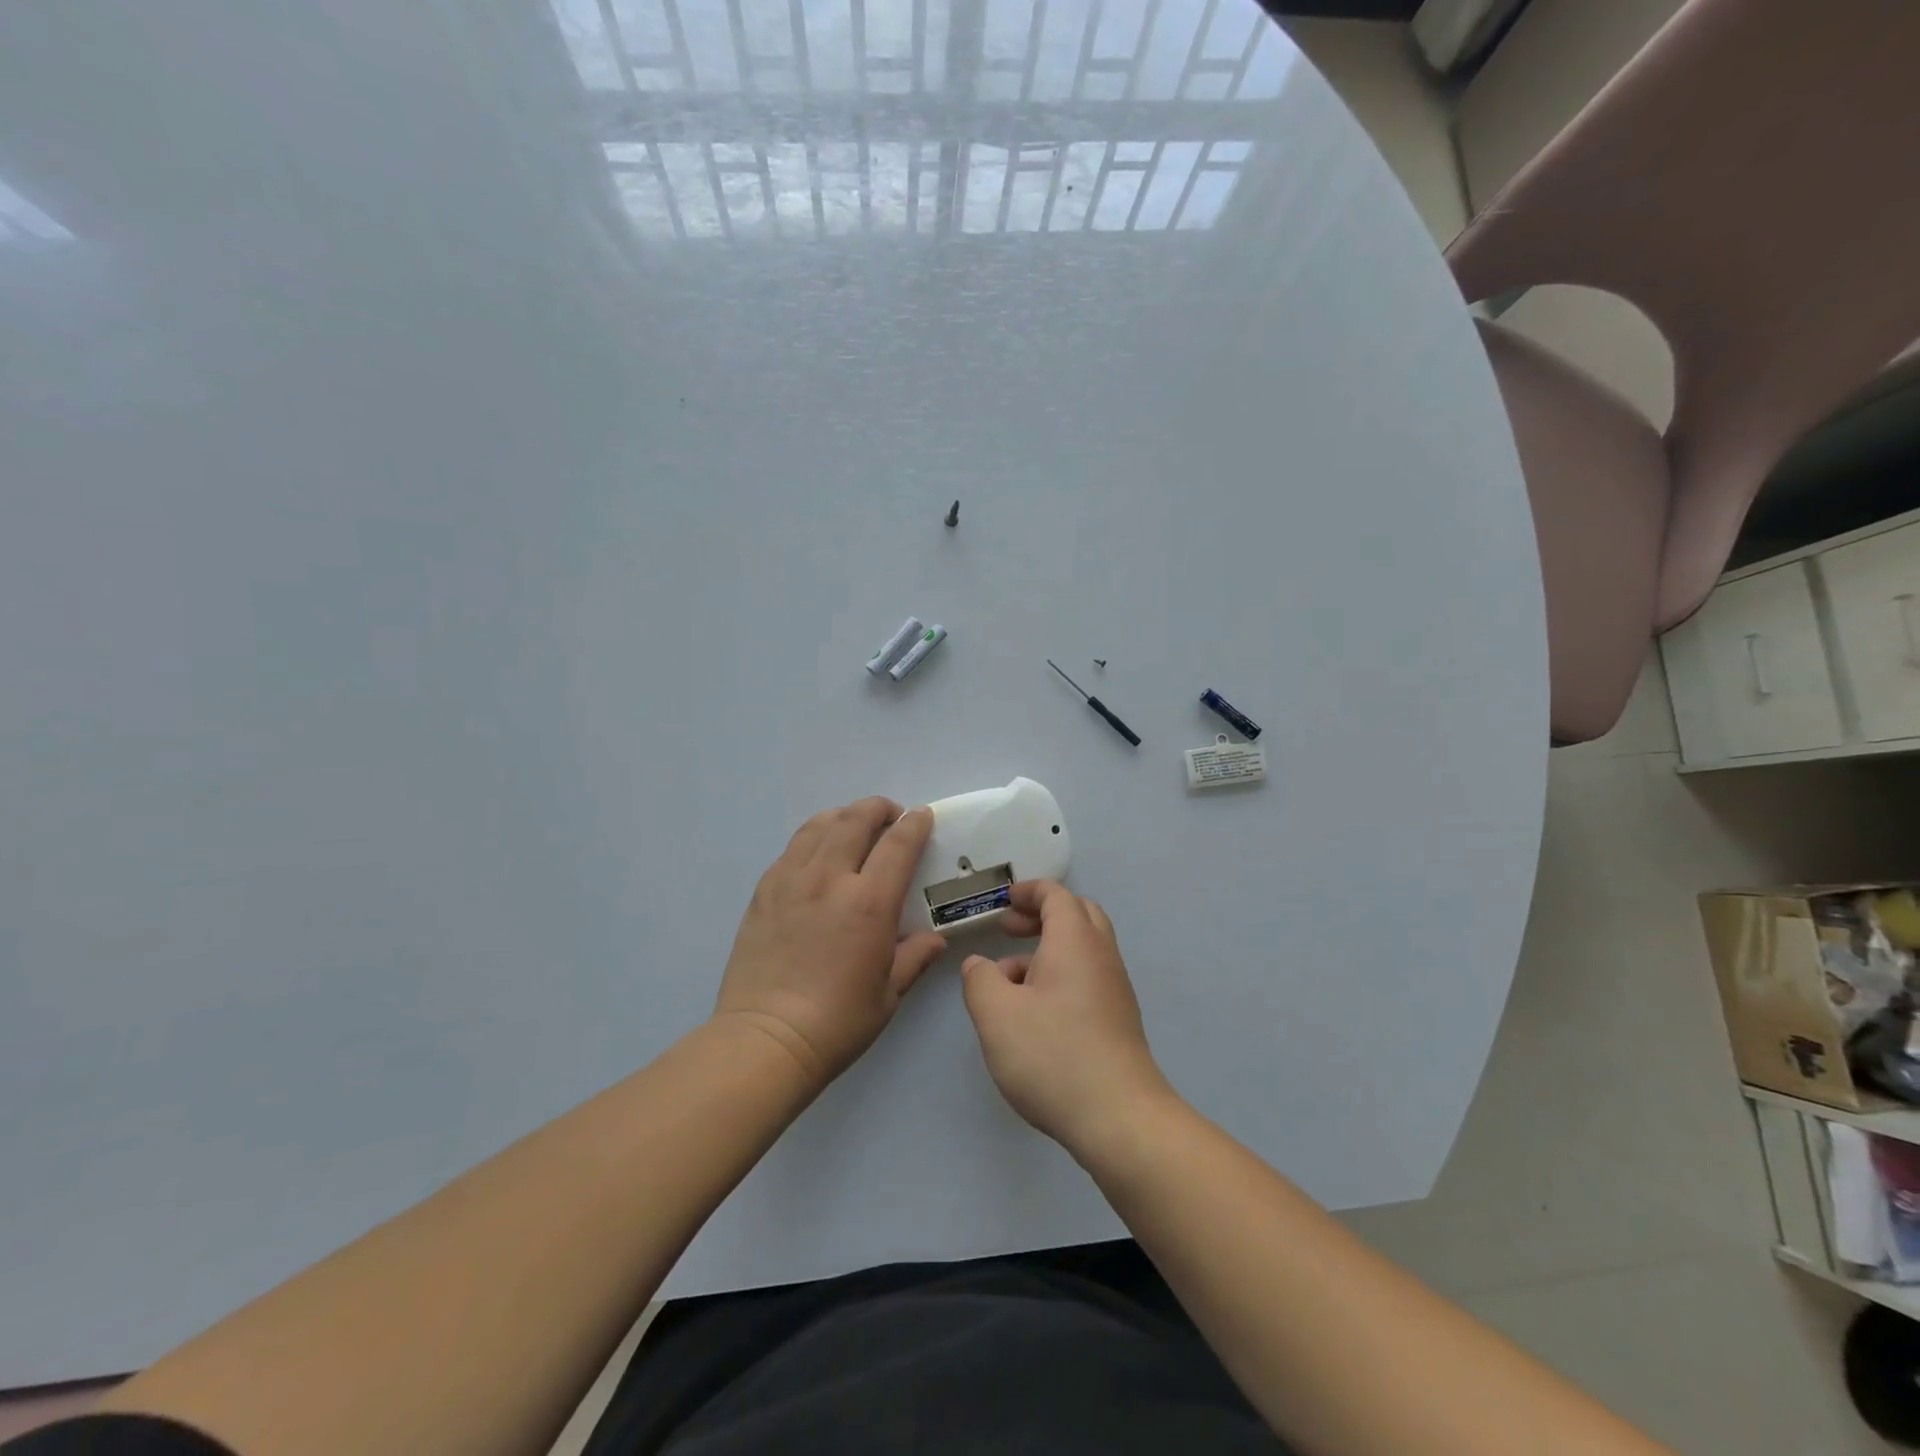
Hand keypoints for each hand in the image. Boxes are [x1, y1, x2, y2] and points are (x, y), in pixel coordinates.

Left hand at [714, 797, 946, 1090]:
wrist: (766, 1039)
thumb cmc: (837, 1022)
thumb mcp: (888, 994)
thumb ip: (914, 957)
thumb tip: (935, 939)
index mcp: (869, 903)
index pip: (897, 845)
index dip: (913, 824)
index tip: (922, 815)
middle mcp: (829, 879)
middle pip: (854, 820)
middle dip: (877, 808)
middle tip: (889, 815)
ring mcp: (791, 881)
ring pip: (819, 826)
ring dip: (843, 816)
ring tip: (853, 825)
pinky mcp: (764, 891)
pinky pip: (792, 848)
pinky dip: (813, 837)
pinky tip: (817, 853)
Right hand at [960, 881, 1174, 1154]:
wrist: (1119, 1118)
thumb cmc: (1053, 1055)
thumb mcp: (996, 1014)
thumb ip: (980, 980)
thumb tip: (979, 965)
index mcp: (1075, 941)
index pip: (1057, 895)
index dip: (1029, 891)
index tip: (1004, 902)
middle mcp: (1101, 956)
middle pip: (1078, 915)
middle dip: (1041, 915)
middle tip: (1009, 930)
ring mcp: (1115, 989)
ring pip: (1082, 949)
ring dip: (1047, 950)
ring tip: (1008, 981)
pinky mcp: (1118, 1020)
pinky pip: (1088, 978)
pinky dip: (1060, 976)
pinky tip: (1034, 1014)